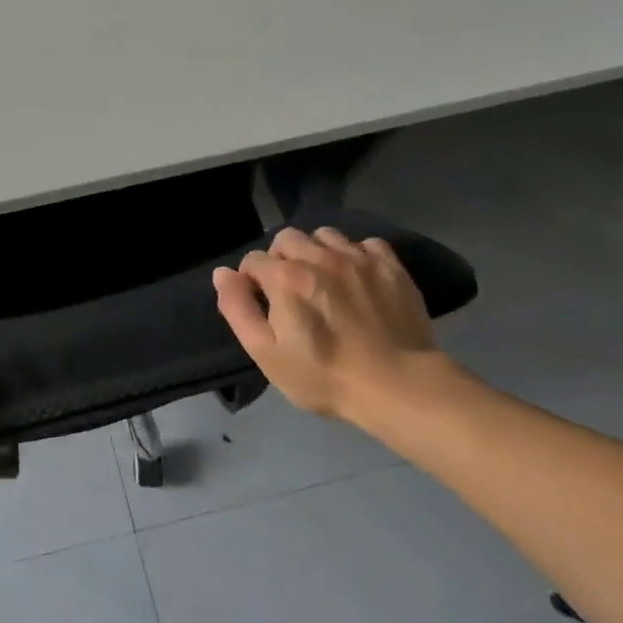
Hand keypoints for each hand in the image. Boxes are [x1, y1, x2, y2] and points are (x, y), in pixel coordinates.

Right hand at [211, 227, 459, 433]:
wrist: (399, 387)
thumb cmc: (324, 376)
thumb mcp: (266, 353)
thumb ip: (238, 309)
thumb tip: (223, 274)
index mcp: (285, 277)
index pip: (253, 260)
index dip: (251, 281)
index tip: (264, 305)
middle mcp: (319, 256)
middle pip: (286, 238)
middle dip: (281, 259)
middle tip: (292, 292)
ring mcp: (357, 258)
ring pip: (324, 235)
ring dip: (317, 252)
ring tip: (324, 280)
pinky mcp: (390, 266)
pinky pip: (365, 243)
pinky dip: (356, 255)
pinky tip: (358, 279)